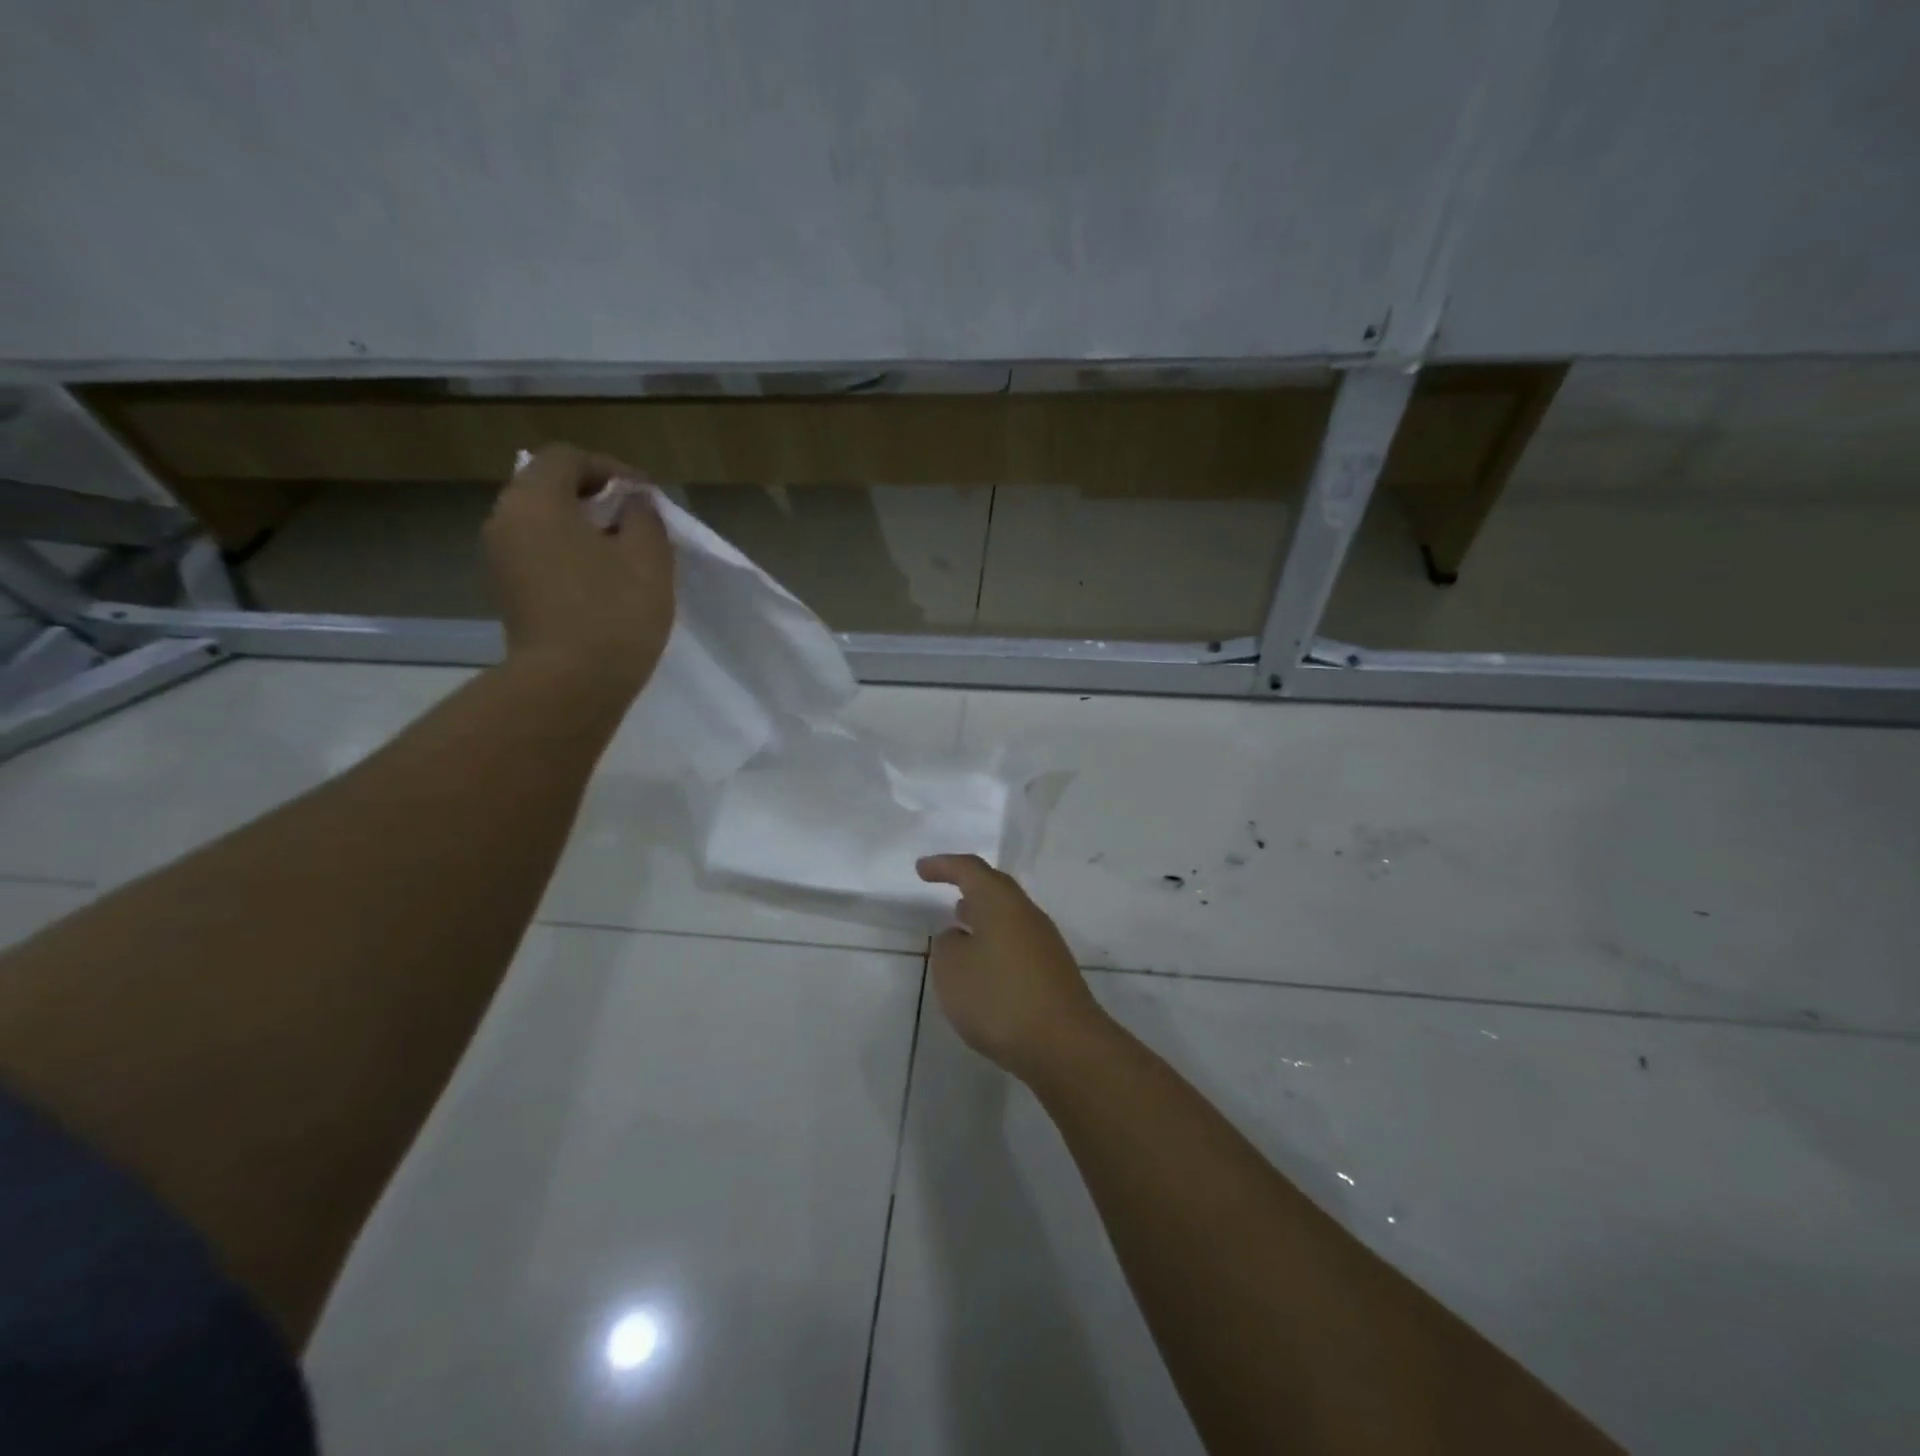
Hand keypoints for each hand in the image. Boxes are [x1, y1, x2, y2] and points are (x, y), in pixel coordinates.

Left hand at [484, 443, 674, 698]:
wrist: (570, 685)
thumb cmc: (614, 612)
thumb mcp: (648, 557)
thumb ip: (643, 517)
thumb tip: (632, 504)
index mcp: (534, 501)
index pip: (567, 458)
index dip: (610, 468)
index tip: (646, 496)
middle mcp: (505, 521)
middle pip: (548, 488)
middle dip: (595, 497)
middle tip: (637, 521)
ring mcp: (500, 560)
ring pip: (543, 523)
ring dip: (583, 528)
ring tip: (625, 552)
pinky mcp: (508, 593)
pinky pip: (539, 554)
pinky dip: (569, 554)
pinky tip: (603, 581)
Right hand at [916, 855, 1107, 1081]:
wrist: (1064, 1044)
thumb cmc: (999, 998)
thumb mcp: (952, 970)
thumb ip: (947, 945)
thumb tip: (960, 937)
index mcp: (1000, 902)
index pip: (970, 869)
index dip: (944, 865)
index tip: (921, 869)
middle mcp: (1026, 914)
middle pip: (995, 888)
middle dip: (968, 885)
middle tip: (944, 886)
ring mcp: (1045, 943)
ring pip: (1007, 915)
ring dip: (982, 915)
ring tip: (959, 923)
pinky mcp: (1052, 971)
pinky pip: (1016, 942)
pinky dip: (994, 942)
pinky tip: (982, 964)